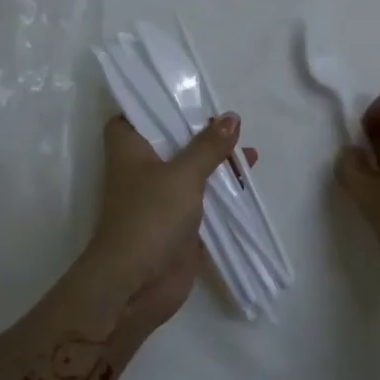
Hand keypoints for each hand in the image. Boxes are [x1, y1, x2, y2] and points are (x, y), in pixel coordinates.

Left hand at [84, 112, 246, 333]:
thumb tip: (231, 117)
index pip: (135, 115)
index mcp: (130, 149)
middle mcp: (142, 169)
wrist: (135, 285)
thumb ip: (209, 146)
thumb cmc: (150, 217)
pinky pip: (203, 199)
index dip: (156, 104)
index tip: (187, 95)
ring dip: (216, 161)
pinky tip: (248, 182)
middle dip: (200, 132)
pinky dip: (223, 190)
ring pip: (190, 170)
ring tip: (248, 150)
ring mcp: (160, 198)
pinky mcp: (178, 223)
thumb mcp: (183, 174)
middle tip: (230, 121)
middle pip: (171, 141)